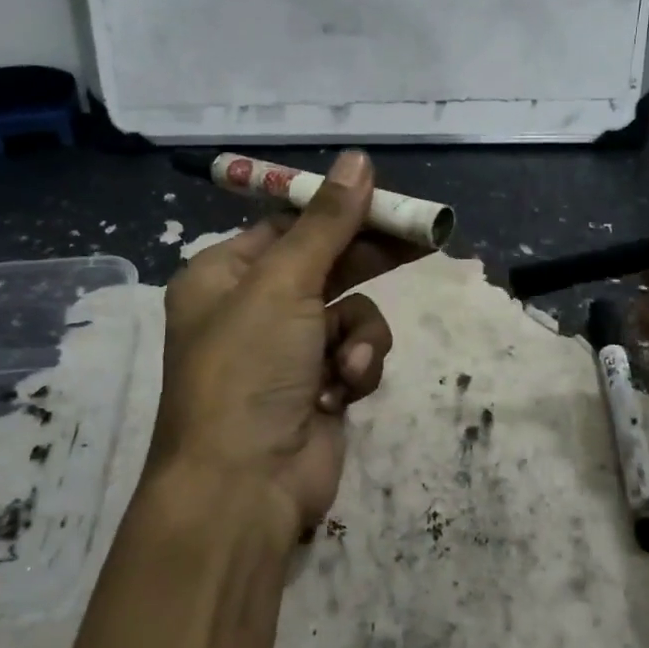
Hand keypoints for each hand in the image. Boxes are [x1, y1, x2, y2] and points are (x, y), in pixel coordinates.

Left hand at [150, 151, 418, 542]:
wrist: (244, 488)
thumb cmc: (249, 370)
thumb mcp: (284, 284)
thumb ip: (327, 222)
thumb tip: (358, 158)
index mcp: (223, 275)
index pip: (289, 224)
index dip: (339, 210)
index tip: (387, 199)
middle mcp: (252, 307)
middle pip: (326, 262)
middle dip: (369, 258)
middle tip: (424, 239)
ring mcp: (287, 349)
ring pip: (351, 311)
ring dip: (358, 334)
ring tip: (348, 361)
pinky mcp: (318, 386)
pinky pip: (356, 353)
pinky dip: (357, 368)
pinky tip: (342, 392)